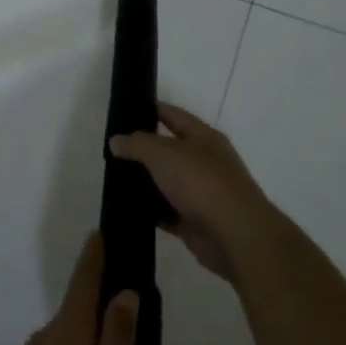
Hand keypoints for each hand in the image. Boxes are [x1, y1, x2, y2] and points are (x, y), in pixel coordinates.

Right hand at [110, 103, 278, 283]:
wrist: (234, 235)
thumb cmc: (201, 182)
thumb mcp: (163, 153)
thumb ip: (137, 144)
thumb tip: (116, 141)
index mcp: (203, 137)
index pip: (172, 115)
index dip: (149, 109)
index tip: (123, 111)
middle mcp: (204, 161)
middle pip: (168, 150)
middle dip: (142, 150)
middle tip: (111, 150)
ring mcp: (201, 193)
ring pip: (166, 182)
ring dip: (144, 182)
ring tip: (113, 179)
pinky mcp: (194, 221)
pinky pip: (166, 211)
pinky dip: (150, 211)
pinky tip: (127, 208)